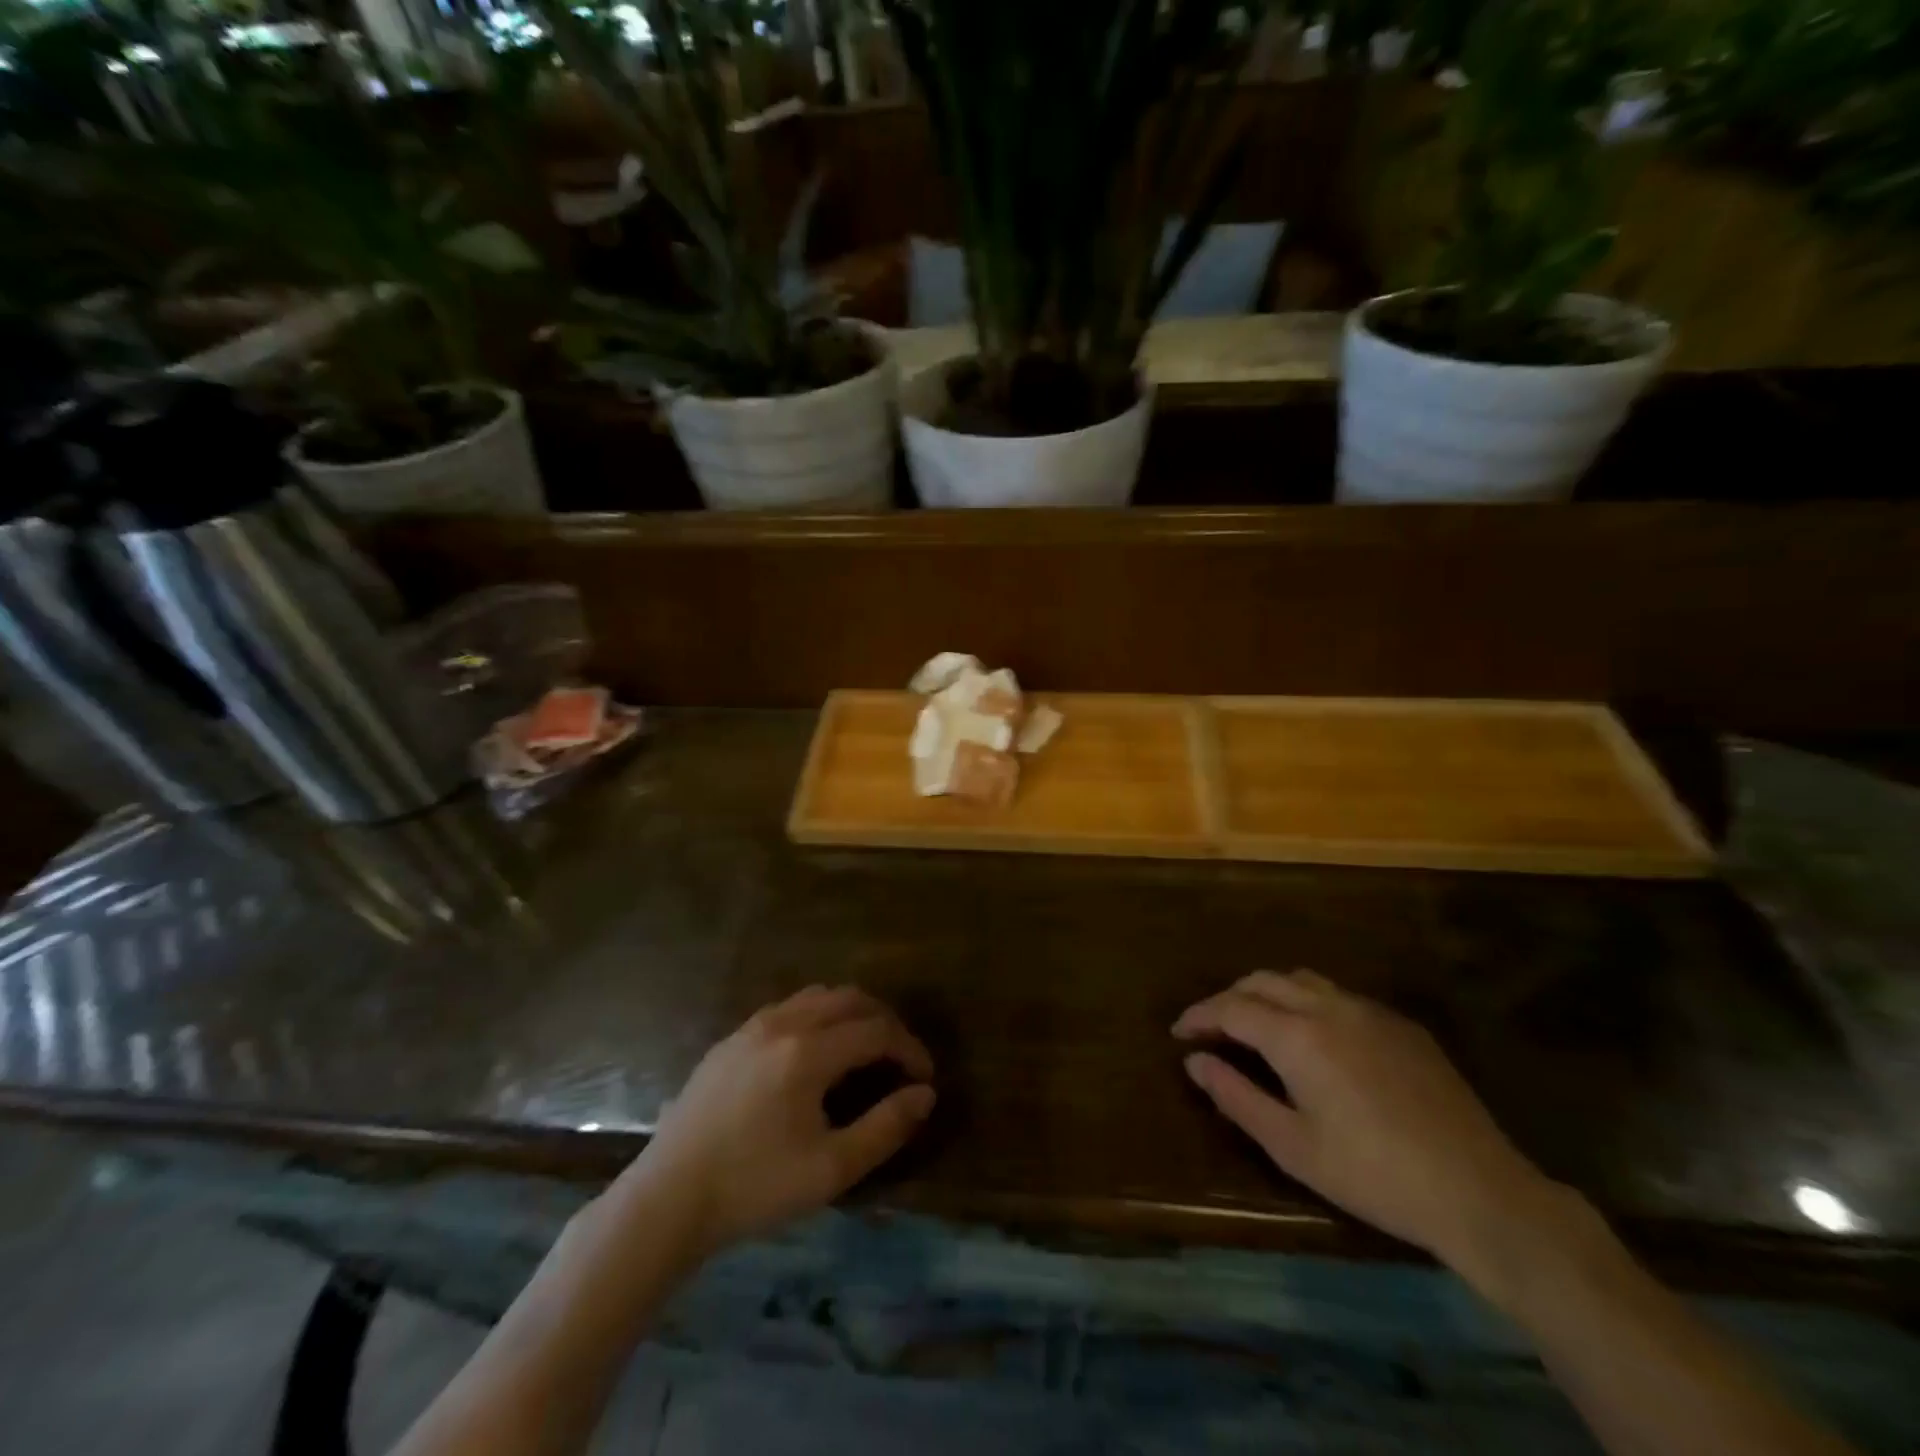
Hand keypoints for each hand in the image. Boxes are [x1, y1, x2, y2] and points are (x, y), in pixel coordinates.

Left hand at [629, 986, 935, 1255]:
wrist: (668, 1198)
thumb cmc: (754, 1187)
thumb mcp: (830, 1169)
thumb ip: (885, 1127)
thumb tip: (925, 1095)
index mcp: (809, 1052)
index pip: (877, 1030)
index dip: (910, 1049)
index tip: (924, 1078)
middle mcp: (784, 1023)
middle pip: (851, 999)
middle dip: (885, 1022)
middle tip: (900, 1060)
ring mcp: (753, 1026)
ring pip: (818, 996)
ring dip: (851, 1014)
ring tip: (864, 1051)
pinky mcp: (731, 1039)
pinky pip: (788, 1008)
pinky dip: (818, 1017)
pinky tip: (815, 1055)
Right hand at [1174, 970, 1555, 1272]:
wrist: (1479, 1191)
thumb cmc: (1373, 1175)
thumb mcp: (1292, 1146)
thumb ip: (1236, 1097)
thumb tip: (1196, 1061)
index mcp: (1297, 1035)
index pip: (1231, 1008)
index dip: (1199, 1016)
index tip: (1179, 1033)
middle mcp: (1329, 1007)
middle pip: (1262, 981)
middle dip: (1229, 998)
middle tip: (1212, 1029)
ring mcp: (1369, 1011)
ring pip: (1302, 980)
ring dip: (1268, 993)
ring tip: (1256, 1025)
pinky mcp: (1401, 1025)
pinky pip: (1339, 996)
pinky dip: (1308, 1003)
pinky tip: (1315, 1039)